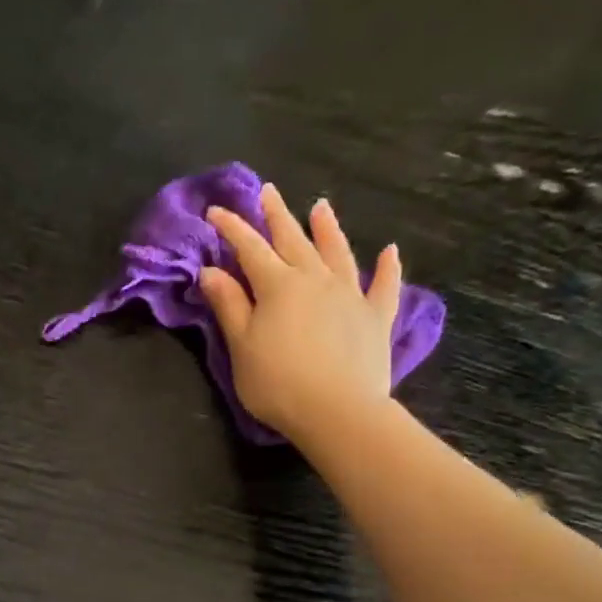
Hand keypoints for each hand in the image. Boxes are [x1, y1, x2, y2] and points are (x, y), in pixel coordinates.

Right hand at [200, 182, 402, 438]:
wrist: (337, 411)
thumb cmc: (277, 382)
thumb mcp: (241, 346)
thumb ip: (229, 305)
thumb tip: (211, 271)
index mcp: (278, 286)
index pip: (250, 248)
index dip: (232, 228)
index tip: (216, 210)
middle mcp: (315, 279)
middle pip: (293, 240)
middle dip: (277, 215)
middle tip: (268, 191)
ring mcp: (350, 294)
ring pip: (337, 252)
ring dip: (328, 228)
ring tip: (321, 206)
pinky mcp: (376, 316)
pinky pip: (383, 285)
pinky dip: (387, 267)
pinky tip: (389, 251)